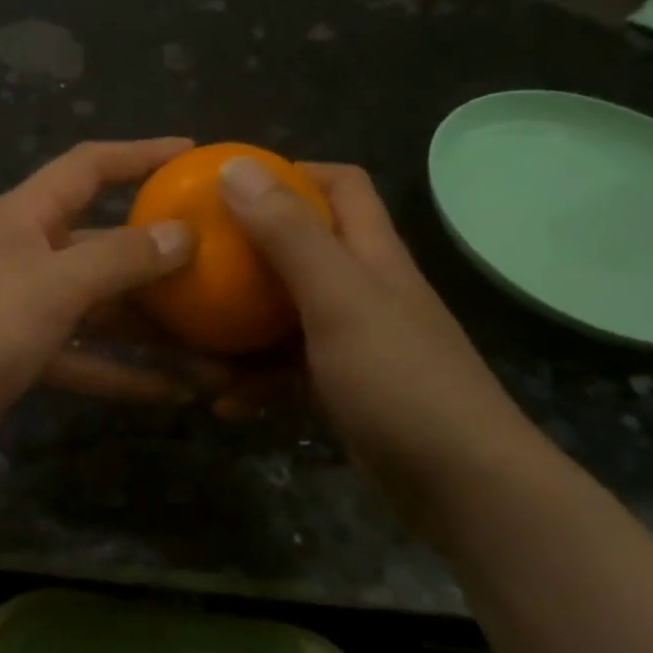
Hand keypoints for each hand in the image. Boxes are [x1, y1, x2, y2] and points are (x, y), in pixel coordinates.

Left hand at [0, 139, 197, 470]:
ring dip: (153, 327)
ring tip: (215, 342)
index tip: (192, 153)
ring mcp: (28, 310)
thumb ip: (117, 260)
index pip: (90, 167)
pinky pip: (88, 360)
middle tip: (224, 265)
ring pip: (104, 310)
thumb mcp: (49, 285)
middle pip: (106, 245)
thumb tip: (182, 234)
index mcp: (28, 218)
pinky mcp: (26, 359)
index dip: (139, 154)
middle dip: (160, 256)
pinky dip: (124, 374)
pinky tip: (173, 393)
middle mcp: (30, 256)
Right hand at [217, 157, 548, 501]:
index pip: (342, 186)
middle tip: (196, 263)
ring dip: (241, 326)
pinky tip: (221, 402)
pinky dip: (255, 381)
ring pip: (286, 316)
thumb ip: (288, 234)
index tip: (232, 187)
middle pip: (304, 251)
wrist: (461, 486)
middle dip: (249, 252)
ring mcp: (354, 344)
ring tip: (190, 341)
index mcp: (372, 254)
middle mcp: (364, 290)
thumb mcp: (338, 298)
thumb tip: (236, 166)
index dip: (293, 174)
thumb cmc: (399, 378)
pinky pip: (287, 373)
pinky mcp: (343, 391)